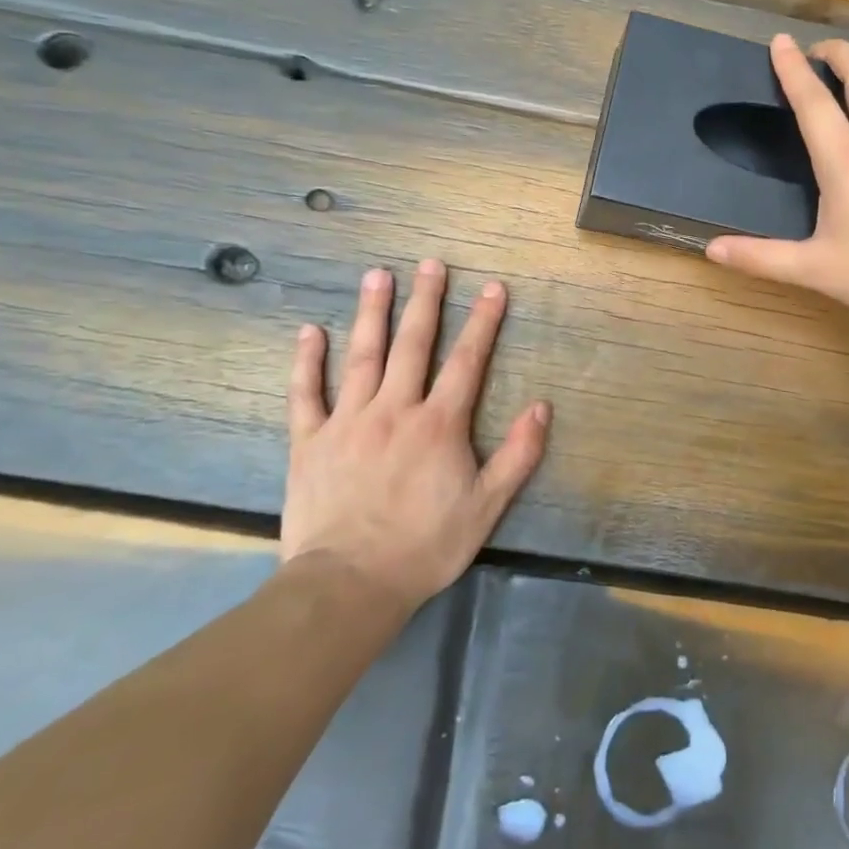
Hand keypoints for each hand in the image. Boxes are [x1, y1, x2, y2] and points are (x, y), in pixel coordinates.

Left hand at [283, 260, 550, 613]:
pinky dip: (306, 362)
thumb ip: (517, 455)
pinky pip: (306, 394)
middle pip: (413, 344)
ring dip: (372, 313)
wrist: (349, 584)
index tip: (493, 287)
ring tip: (377, 276)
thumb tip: (542, 407)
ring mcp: (348, 421)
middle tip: (431, 263)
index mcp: (439, 424)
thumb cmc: (425, 545)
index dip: (483, 321)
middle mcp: (394, 410)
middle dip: (426, 301)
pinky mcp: (309, 442)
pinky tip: (309, 331)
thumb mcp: (486, 506)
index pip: (467, 361)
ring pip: (362, 356)